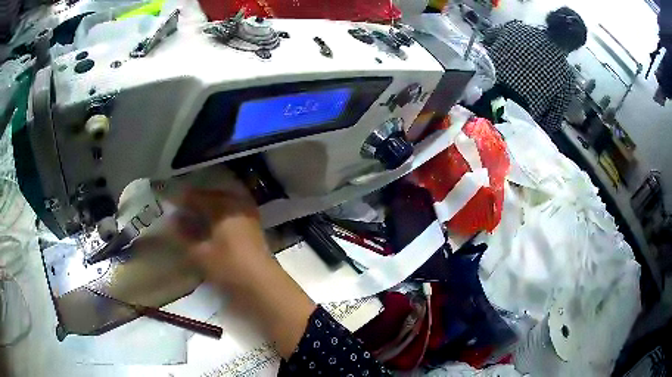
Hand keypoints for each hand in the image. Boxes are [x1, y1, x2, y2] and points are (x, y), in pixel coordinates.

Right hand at [172, 177, 314, 357]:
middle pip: (211, 197)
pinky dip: (219, 215)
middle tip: (181, 210)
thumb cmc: (229, 267)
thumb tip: (173, 220)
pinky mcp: (254, 226)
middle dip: (195, 202)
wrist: (263, 284)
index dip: (182, 200)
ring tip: (194, 217)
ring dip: (208, 208)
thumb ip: (184, 235)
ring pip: (223, 204)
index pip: (198, 197)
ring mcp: (248, 215)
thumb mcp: (200, 253)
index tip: (169, 203)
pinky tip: (212, 225)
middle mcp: (238, 205)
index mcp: (224, 206)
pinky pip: (232, 212)